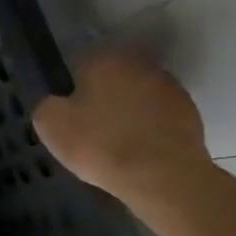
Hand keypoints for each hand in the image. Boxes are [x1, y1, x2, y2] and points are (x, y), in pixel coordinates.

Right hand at [32, 49, 211, 202]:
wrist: (162, 176)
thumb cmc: (100, 145)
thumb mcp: (50, 126)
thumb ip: (47, 105)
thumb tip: (55, 102)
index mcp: (105, 60)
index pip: (80, 62)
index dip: (71, 86)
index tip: (67, 110)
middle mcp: (140, 64)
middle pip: (113, 76)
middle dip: (102, 94)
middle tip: (89, 125)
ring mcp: (169, 87)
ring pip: (137, 94)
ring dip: (127, 109)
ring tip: (115, 140)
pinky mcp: (189, 112)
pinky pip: (158, 115)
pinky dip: (148, 126)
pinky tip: (138, 149)